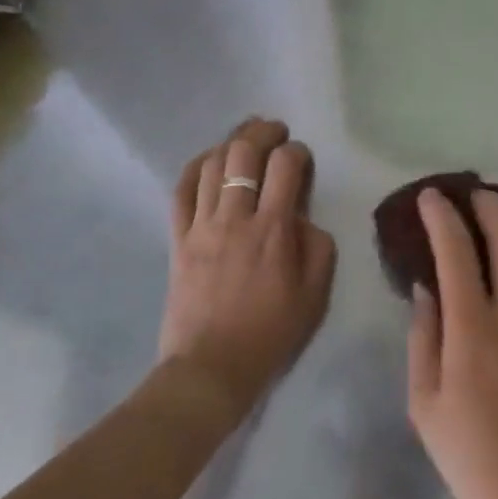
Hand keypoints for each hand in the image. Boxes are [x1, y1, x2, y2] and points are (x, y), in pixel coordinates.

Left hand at [159, 118, 336, 428]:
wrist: (211, 368)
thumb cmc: (270, 334)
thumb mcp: (315, 295)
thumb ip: (318, 247)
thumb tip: (302, 218)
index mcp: (273, 230)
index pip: (286, 167)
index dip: (297, 152)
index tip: (302, 159)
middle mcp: (236, 217)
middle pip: (245, 154)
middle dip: (263, 132)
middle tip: (275, 131)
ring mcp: (202, 225)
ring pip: (213, 165)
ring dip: (231, 142)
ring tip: (245, 137)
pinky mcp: (179, 238)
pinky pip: (182, 190)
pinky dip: (196, 167)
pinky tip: (209, 159)